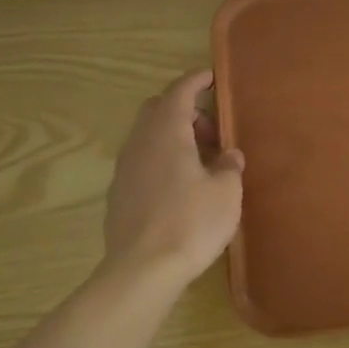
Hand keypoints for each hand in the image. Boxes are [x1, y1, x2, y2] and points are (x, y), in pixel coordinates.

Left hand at [101, 70, 245, 285]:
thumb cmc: (191, 222)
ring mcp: (124, 168)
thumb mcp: (226, 191)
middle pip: (158, 110)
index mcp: (167, 132)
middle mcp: (140, 142)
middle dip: (185, 111)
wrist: (142, 270)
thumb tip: (229, 156)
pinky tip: (181, 187)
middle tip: (213, 132)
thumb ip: (229, 166)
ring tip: (202, 163)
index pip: (179, 91)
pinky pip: (143, 162)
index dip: (196, 80)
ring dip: (174, 138)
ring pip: (148, 137)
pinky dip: (162, 160)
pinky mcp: (119, 194)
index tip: (211, 77)